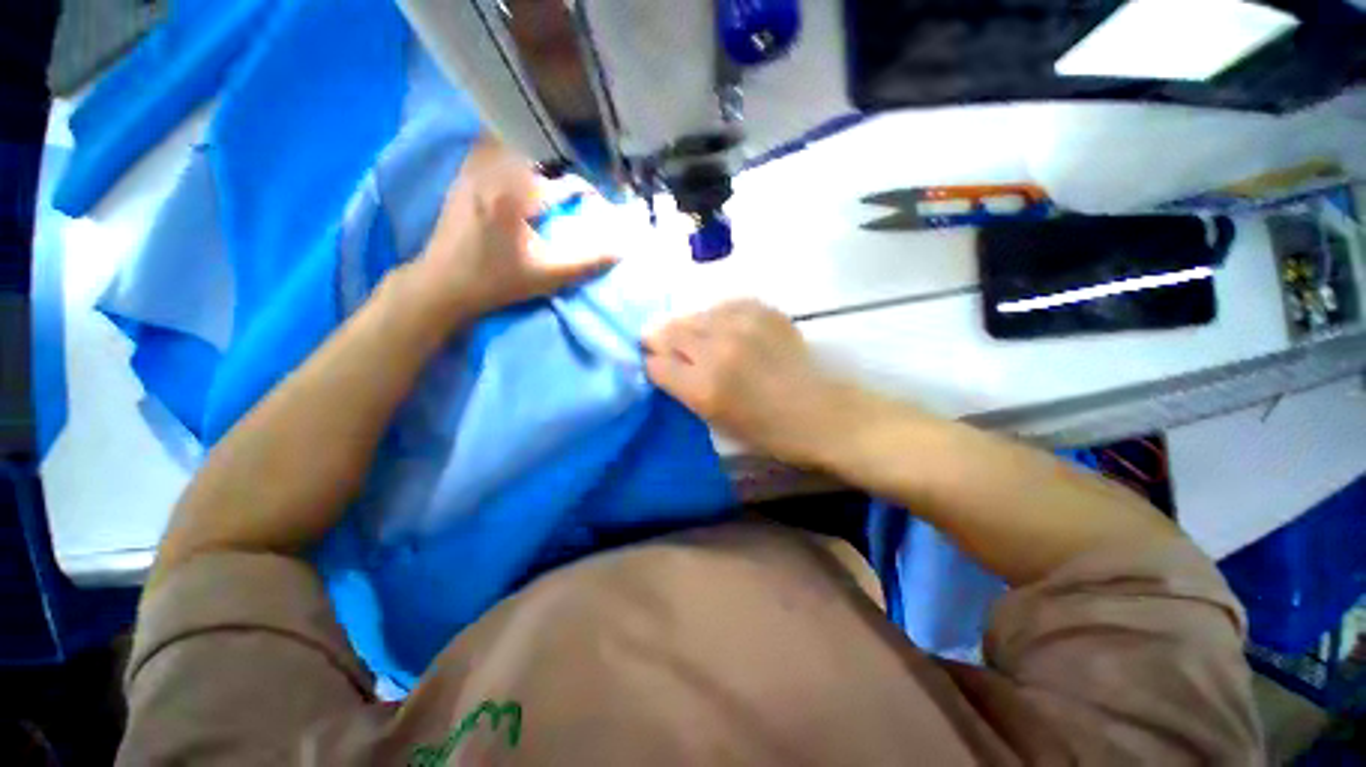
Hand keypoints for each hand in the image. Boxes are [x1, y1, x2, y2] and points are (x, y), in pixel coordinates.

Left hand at [407, 136, 616, 327]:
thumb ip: (586, 262)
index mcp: (515, 196)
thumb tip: (620, 251)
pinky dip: (506, 149)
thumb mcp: (547, 276)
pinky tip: (516, 166)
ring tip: (549, 166)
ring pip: (507, 142)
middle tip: (575, 176)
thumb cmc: (497, 282)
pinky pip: (486, 148)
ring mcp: (473, 172)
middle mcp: (493, 174)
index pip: (561, 183)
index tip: (598, 198)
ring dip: (532, 150)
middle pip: (535, 150)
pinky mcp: (461, 177)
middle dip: (560, 161)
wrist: (443, 284)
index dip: (585, 188)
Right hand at [643, 300, 865, 465]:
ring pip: (694, 314)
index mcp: (704, 387)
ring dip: (689, 327)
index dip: (653, 365)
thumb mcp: (716, 422)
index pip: (655, 364)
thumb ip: (684, 390)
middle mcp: (717, 350)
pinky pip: (723, 306)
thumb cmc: (768, 431)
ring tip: (699, 340)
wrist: (822, 412)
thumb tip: (663, 365)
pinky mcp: (762, 311)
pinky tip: (725, 329)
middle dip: (662, 340)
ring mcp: (741, 325)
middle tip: (668, 348)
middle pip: (669, 331)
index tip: (658, 367)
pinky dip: (717, 317)